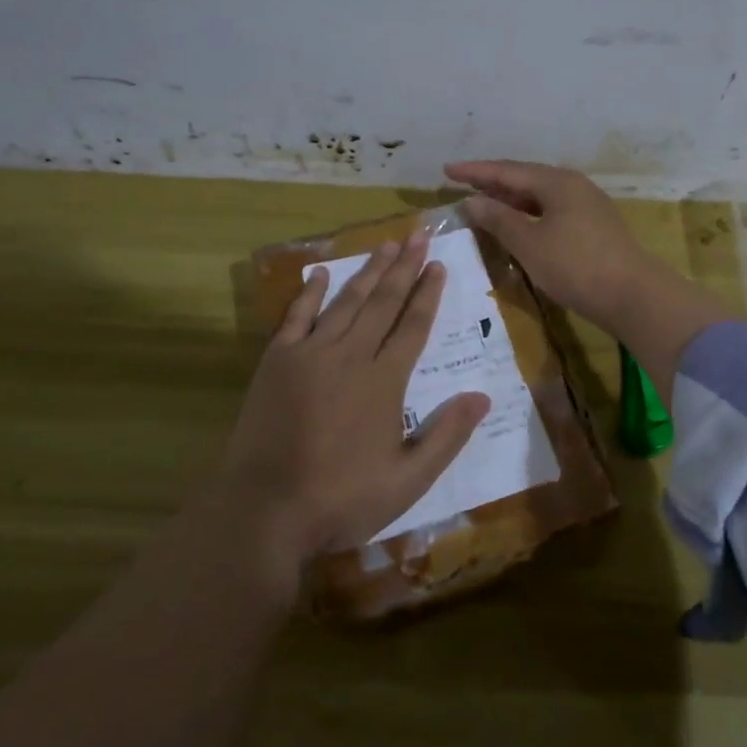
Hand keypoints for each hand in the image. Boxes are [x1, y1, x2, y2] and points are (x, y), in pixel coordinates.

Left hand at [219, 234, 489, 569]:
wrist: (265, 510)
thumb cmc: (341, 499)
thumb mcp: (408, 480)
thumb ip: (446, 436)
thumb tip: (482, 396)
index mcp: (384, 381)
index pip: (413, 326)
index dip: (428, 294)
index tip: (439, 265)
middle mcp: (350, 356)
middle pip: (383, 303)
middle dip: (404, 268)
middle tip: (419, 236)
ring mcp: (310, 354)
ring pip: (347, 302)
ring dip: (368, 271)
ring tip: (387, 244)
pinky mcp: (277, 362)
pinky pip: (297, 316)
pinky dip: (310, 292)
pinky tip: (322, 272)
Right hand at [443, 160, 658, 329]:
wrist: (634, 295)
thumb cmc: (576, 266)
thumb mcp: (530, 244)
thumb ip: (499, 219)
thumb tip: (473, 200)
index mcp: (557, 182)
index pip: (507, 171)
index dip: (475, 171)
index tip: (447, 170)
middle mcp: (573, 186)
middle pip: (525, 178)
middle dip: (492, 182)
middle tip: (462, 183)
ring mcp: (587, 206)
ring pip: (539, 195)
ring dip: (510, 199)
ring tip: (484, 202)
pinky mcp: (594, 227)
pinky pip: (551, 210)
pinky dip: (528, 214)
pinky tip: (518, 225)